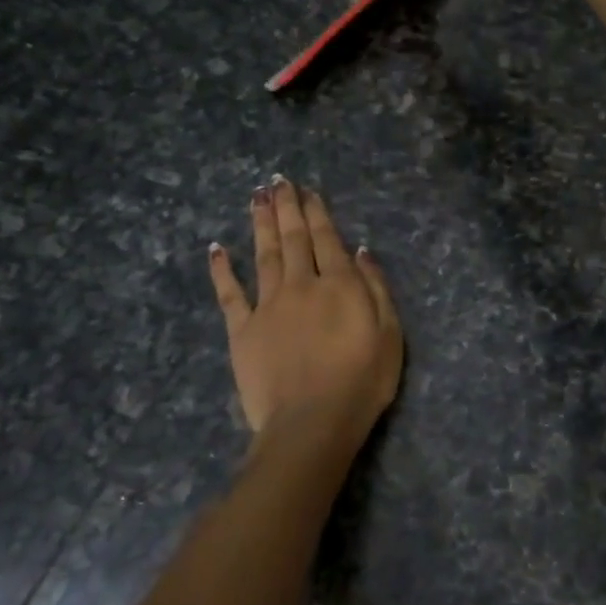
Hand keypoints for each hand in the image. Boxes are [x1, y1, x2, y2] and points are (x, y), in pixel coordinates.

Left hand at [208, 176, 402, 452]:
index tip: (307, 190)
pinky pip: (229, 293)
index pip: (327, 239)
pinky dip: (222, 269)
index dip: (317, 212)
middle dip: (286, 207)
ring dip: (260, 224)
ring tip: (256, 198)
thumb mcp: (389, 334)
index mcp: (339, 285)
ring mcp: (268, 306)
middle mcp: (301, 284)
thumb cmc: (361, 382)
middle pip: (293, 238)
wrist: (312, 423)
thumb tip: (361, 251)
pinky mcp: (242, 330)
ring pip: (263, 254)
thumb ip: (376, 288)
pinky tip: (216, 248)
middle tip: (277, 181)